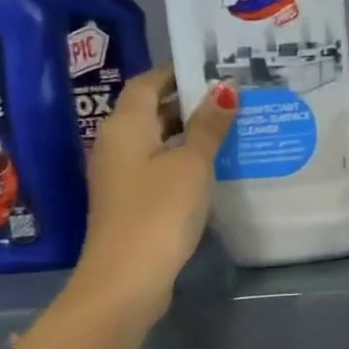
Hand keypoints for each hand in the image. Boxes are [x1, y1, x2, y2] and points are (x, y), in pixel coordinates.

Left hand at [72, 67, 237, 317]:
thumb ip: (209, 126)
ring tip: (230, 126)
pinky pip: (158, 165)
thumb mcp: (191, 164)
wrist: (126, 279)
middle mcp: (116, 143)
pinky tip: (212, 165)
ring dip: (188, 132)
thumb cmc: (159, 212)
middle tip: (232, 96)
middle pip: (151, 110)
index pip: (148, 82)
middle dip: (188, 101)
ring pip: (156, 139)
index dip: (178, 73)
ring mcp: (121, 174)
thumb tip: (224, 89)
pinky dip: (182, 158)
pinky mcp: (130, 200)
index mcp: (125, 125)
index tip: (215, 70)